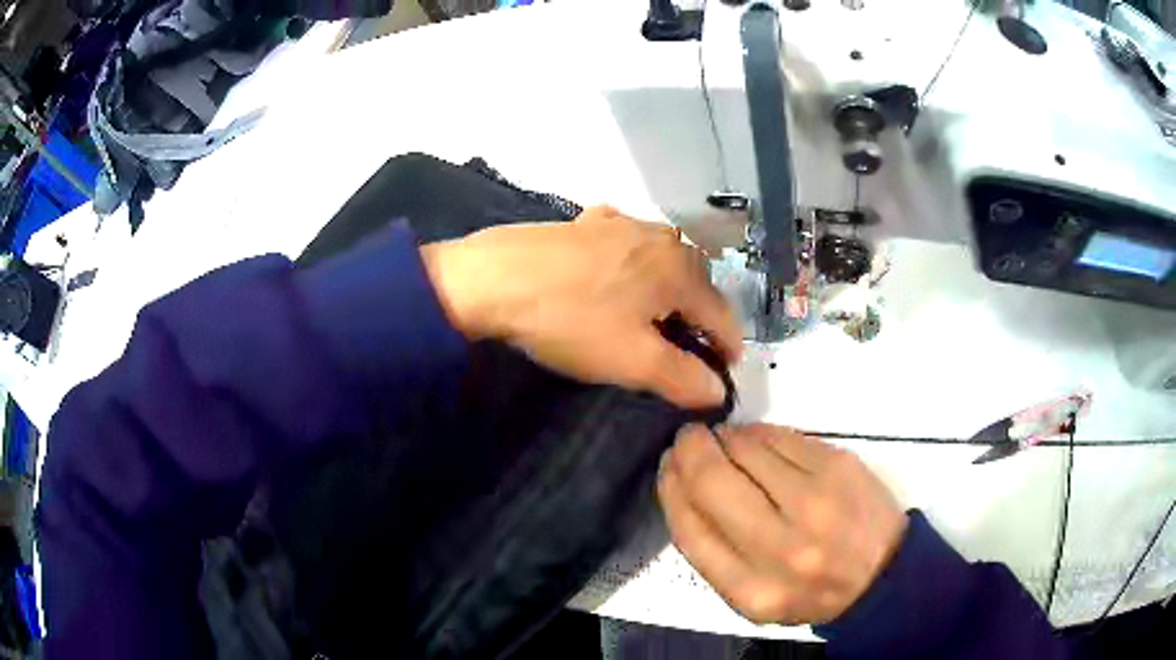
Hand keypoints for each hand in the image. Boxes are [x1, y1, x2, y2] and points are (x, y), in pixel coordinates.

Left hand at [421, 206, 741, 408]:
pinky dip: (634, 265)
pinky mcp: (588, 221)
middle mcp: (660, 237)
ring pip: (663, 261)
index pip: (723, 314)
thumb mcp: (632, 360)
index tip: (724, 374)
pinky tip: (618, 275)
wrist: (492, 278)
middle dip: (699, 319)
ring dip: (668, 291)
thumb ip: (683, 377)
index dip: (728, 348)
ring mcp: (622, 222)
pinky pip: (627, 244)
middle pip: (696, 284)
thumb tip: (718, 391)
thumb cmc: (570, 320)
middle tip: (687, 351)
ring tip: (653, 318)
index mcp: (680, 268)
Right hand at [657, 424, 907, 624]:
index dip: (671, 489)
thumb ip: (714, 553)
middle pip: (714, 481)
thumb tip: (685, 484)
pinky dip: (759, 433)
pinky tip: (759, 441)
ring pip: (747, 449)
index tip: (668, 467)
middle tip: (689, 440)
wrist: (881, 574)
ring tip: (727, 443)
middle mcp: (783, 547)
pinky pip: (781, 435)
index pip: (690, 529)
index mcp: (752, 590)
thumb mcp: (753, 596)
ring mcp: (816, 502)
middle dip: (691, 451)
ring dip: (726, 439)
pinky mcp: (839, 466)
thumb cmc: (810, 588)